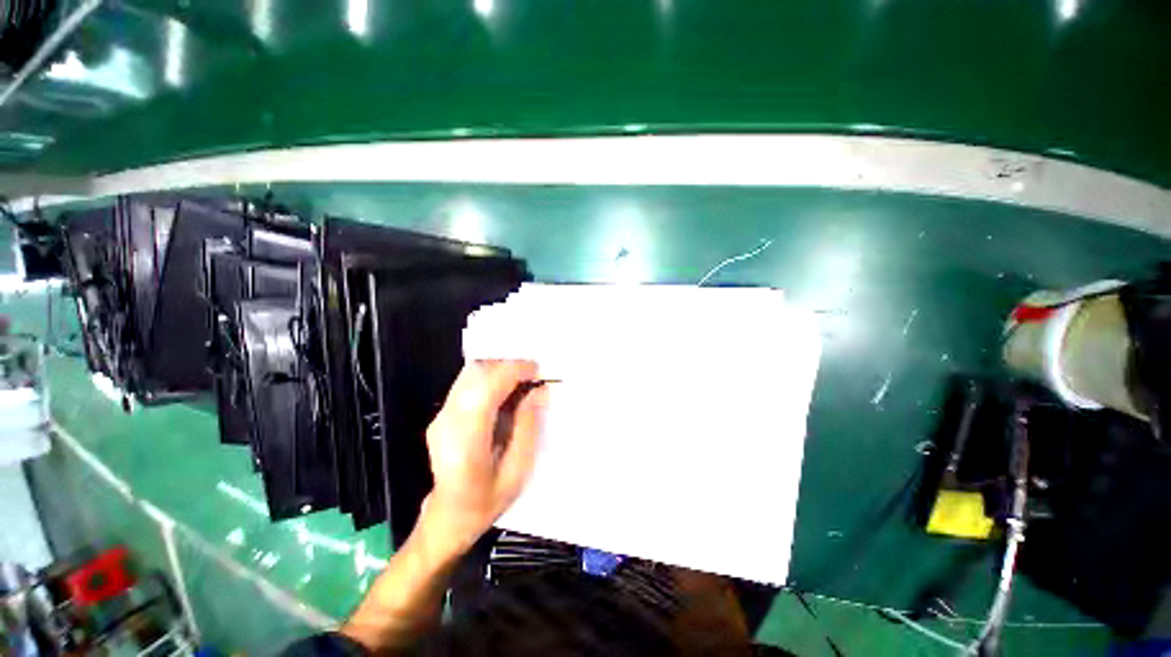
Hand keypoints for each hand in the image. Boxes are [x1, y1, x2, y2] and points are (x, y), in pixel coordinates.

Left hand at [419, 359, 547, 556]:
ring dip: (499, 370)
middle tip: (532, 375)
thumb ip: (527, 427)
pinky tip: (506, 391)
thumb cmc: (487, 500)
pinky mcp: (442, 414)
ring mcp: (441, 416)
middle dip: (507, 365)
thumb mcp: (517, 470)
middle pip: (475, 373)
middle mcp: (447, 422)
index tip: (536, 370)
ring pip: (470, 373)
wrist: (449, 516)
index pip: (486, 388)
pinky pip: (467, 383)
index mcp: (466, 441)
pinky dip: (490, 378)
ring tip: (522, 381)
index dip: (513, 371)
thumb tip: (539, 391)